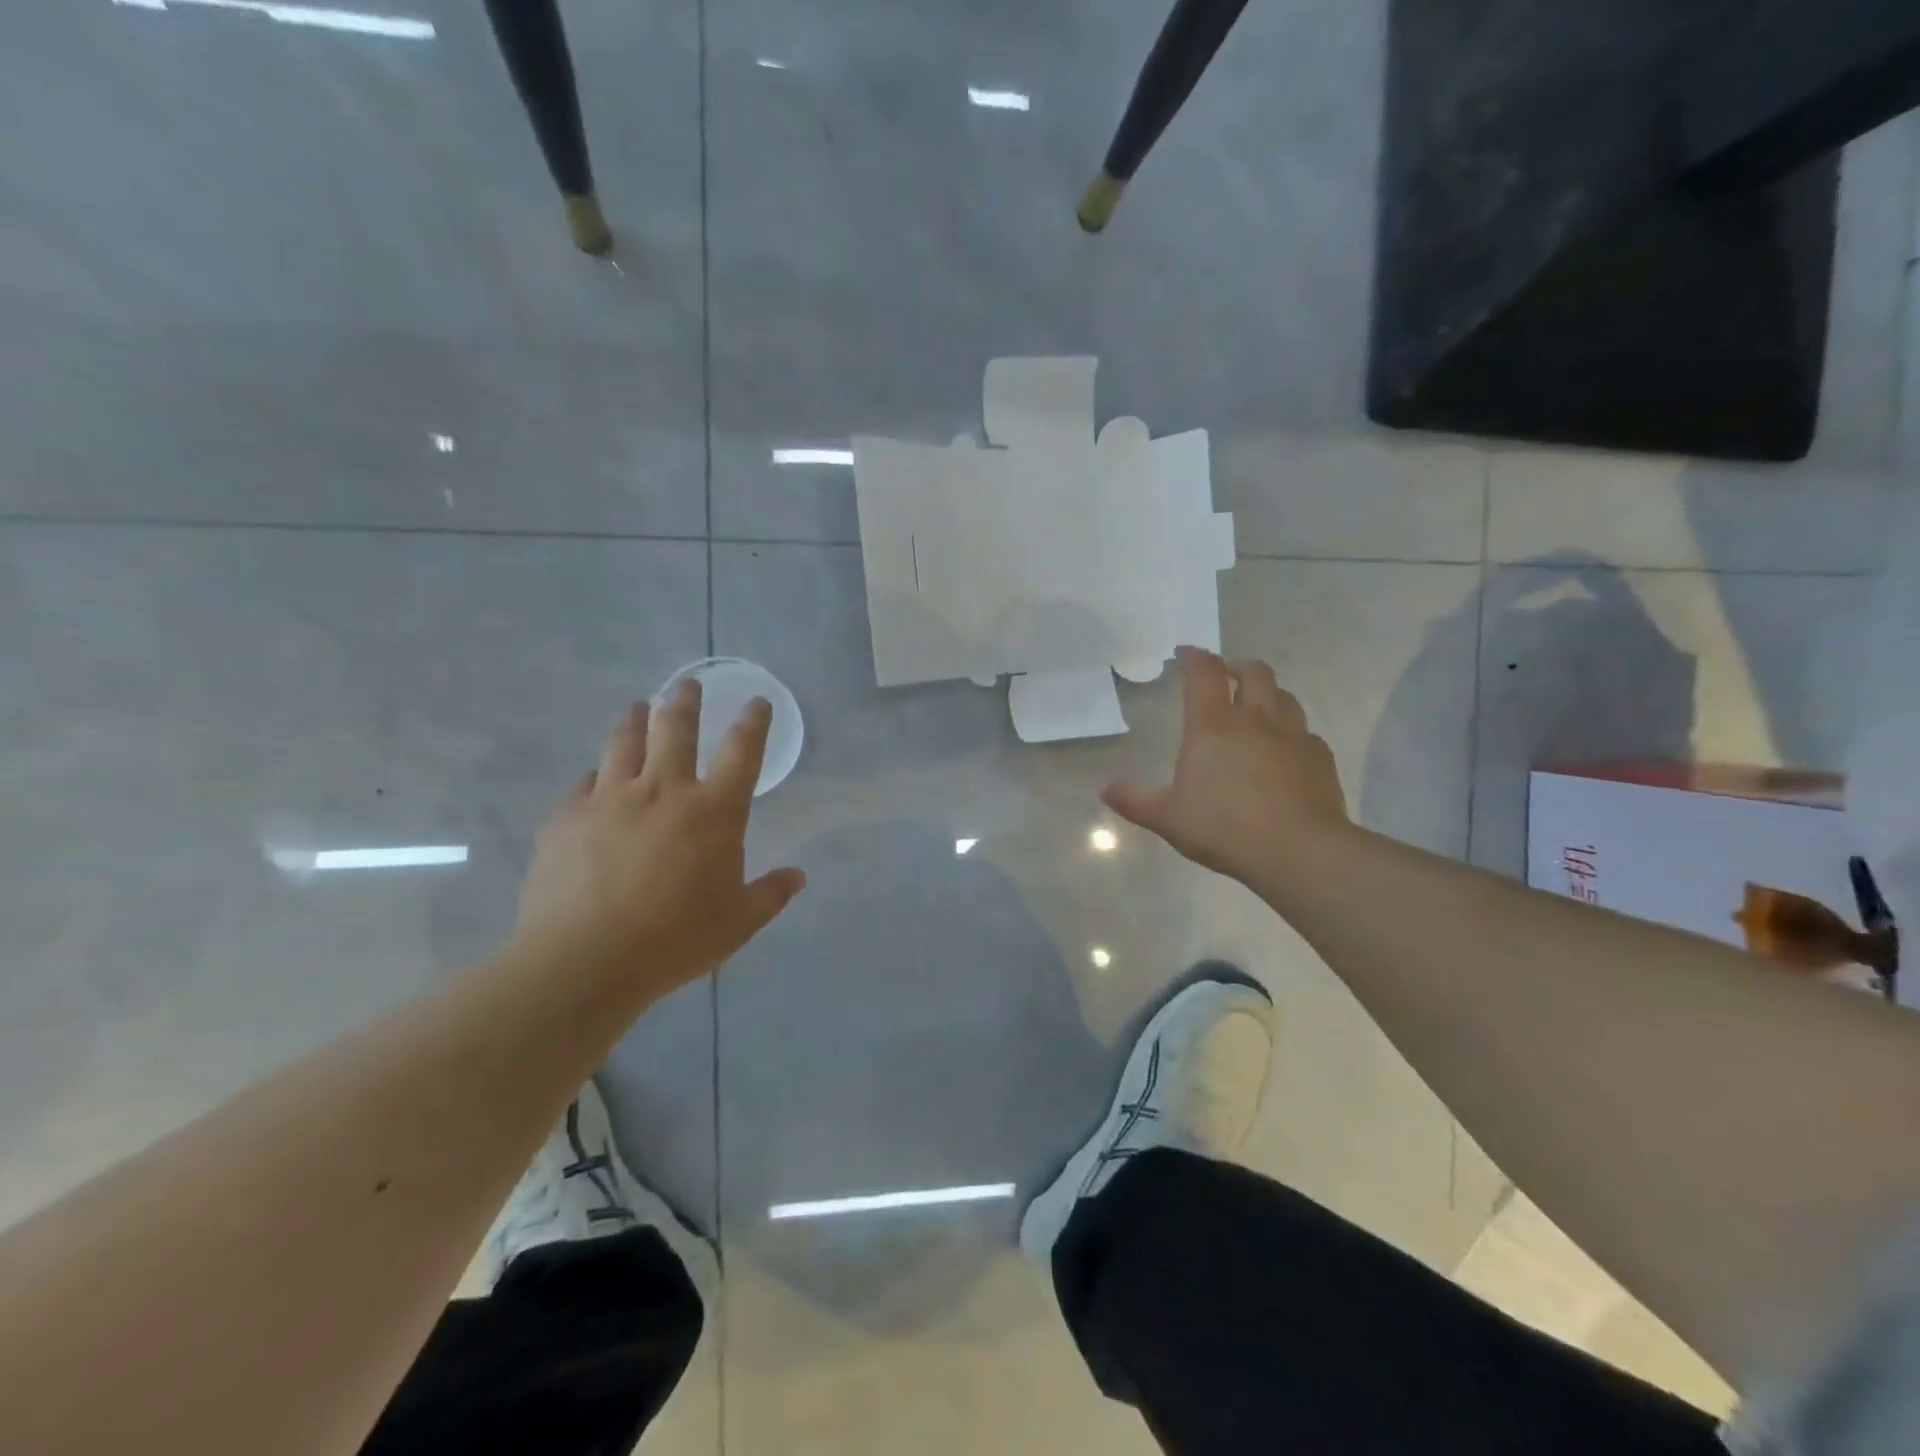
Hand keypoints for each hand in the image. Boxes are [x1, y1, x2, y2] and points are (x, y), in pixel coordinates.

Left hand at [509, 682, 805, 1001]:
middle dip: (685, 701)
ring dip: (635, 720)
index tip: (756, 702)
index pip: (742, 751)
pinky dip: (596, 776)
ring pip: (623, 742)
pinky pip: (584, 784)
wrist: (585, 960)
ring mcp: (610, 799)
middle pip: (675, 728)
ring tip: (638, 707)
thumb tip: (797, 877)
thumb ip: (770, 894)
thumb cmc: (675, 939)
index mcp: (714, 811)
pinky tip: (594, 779)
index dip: (753, 722)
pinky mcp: (567, 817)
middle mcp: (664, 790)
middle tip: (687, 685)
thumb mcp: (738, 922)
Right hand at [1103, 648, 1351, 885]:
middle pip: (1253, 671)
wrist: (1300, 851)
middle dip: (1236, 666)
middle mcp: (1255, 719)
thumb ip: (1135, 800)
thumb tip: (1105, 789)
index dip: (1194, 657)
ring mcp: (1293, 736)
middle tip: (1224, 676)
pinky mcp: (1320, 757)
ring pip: (1284, 696)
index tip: (1186, 653)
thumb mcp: (1168, 818)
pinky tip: (1283, 752)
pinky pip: (1304, 732)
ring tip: (1255, 708)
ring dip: (1267, 694)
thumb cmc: (1224, 828)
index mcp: (1213, 726)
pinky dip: (1290, 732)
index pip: (1204, 673)